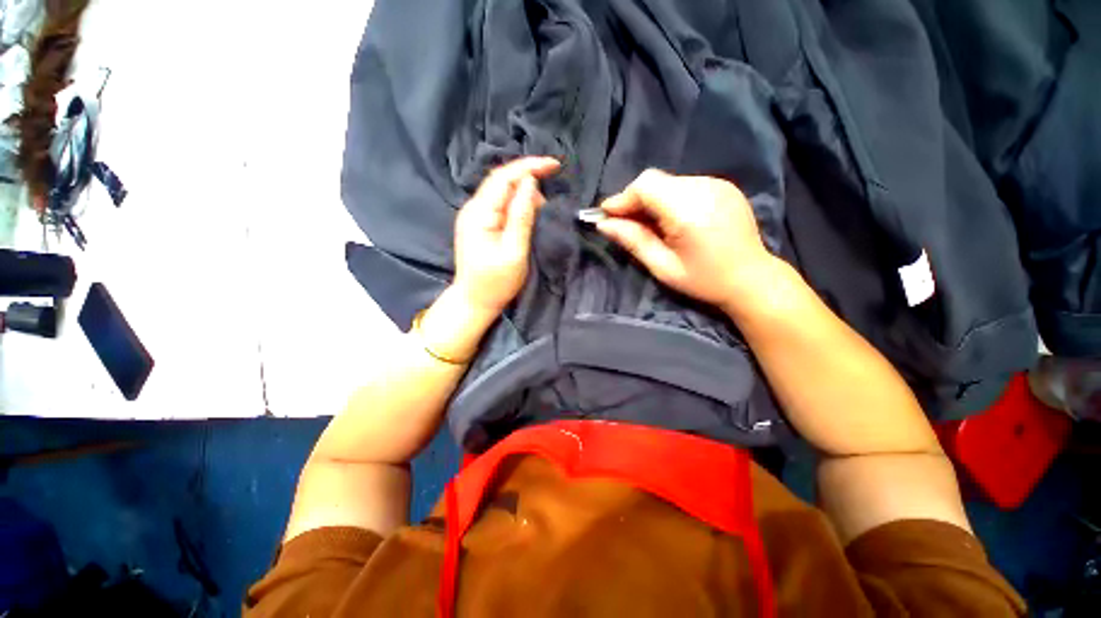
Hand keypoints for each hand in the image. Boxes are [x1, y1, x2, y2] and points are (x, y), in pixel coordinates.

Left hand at [453, 156, 560, 315]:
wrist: (475, 301)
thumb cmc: (495, 282)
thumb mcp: (514, 251)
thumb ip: (521, 217)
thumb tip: (530, 184)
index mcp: (479, 213)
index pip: (503, 178)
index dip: (528, 166)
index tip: (554, 165)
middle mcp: (474, 209)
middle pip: (501, 180)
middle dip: (528, 174)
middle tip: (553, 180)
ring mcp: (475, 216)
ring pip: (501, 192)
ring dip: (524, 191)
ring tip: (544, 205)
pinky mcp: (481, 225)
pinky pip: (500, 205)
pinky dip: (517, 203)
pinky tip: (530, 211)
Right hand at [596, 169, 775, 312]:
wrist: (752, 279)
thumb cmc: (704, 281)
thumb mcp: (663, 267)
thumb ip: (633, 241)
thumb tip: (604, 224)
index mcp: (689, 211)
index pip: (645, 186)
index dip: (621, 198)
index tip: (606, 216)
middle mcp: (704, 188)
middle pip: (654, 180)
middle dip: (634, 200)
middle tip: (626, 224)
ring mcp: (717, 183)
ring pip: (668, 181)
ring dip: (651, 199)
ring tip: (650, 225)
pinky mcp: (723, 185)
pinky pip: (684, 184)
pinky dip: (669, 198)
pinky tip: (672, 219)